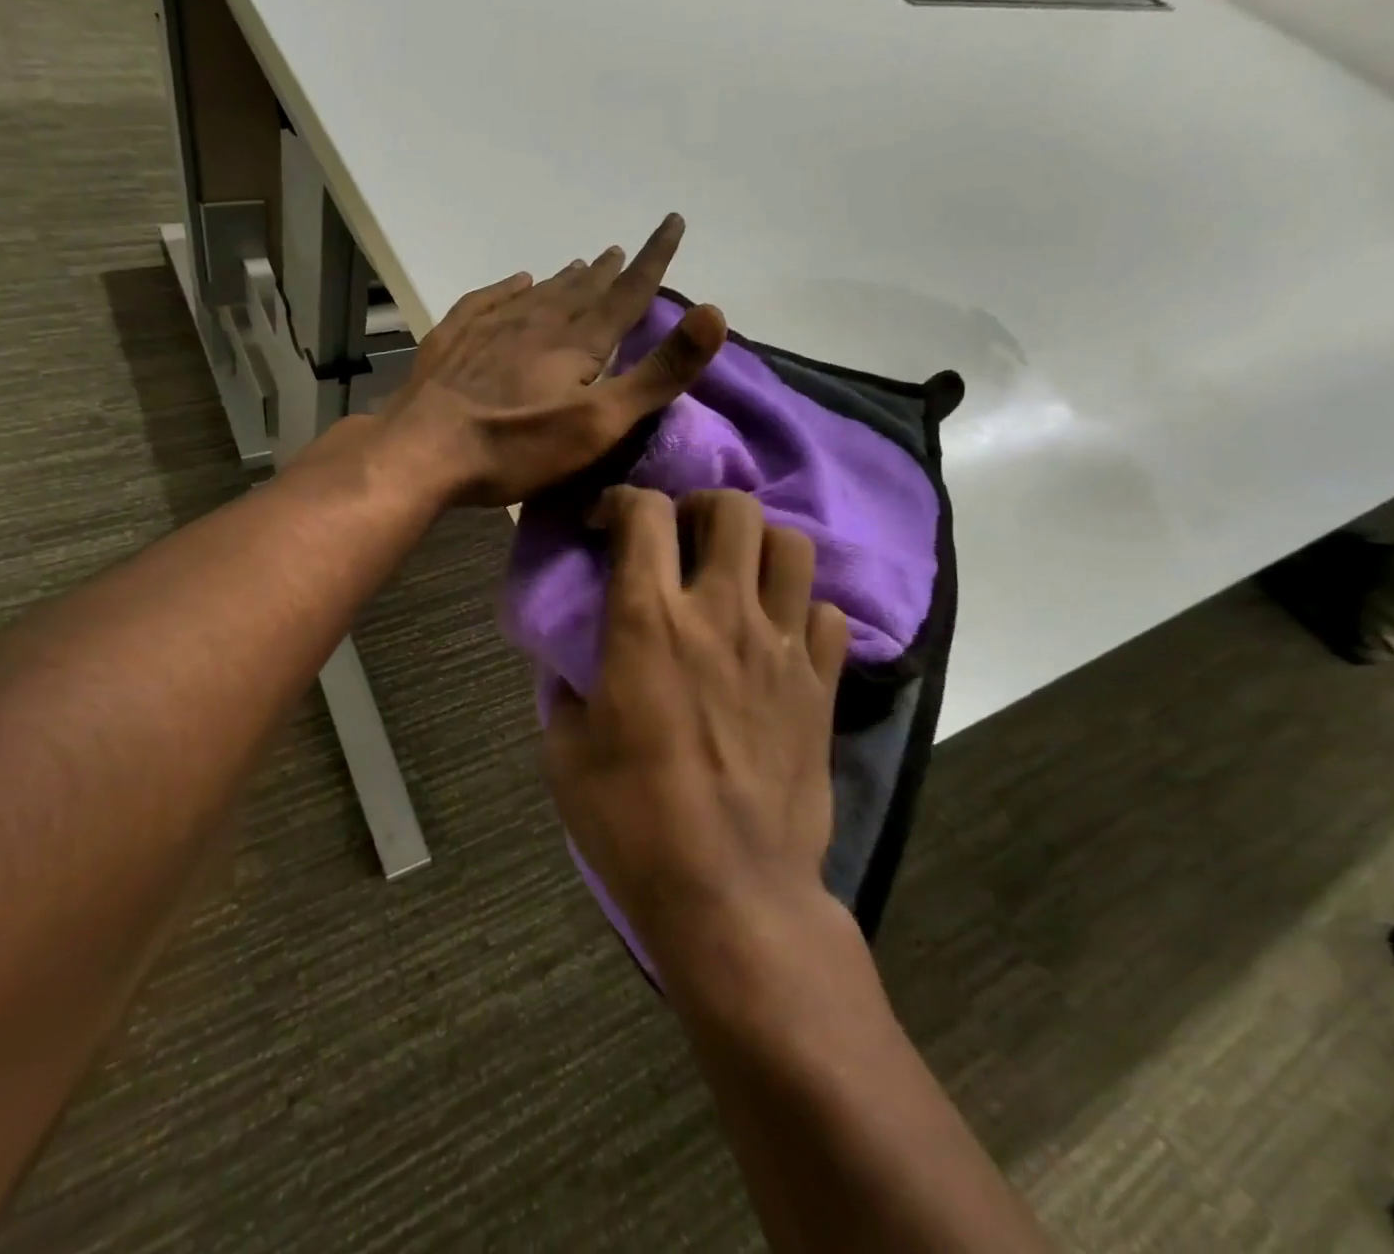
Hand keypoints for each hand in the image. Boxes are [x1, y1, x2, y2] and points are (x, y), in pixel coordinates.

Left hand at [381, 214, 726, 506]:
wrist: (423, 450)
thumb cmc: (517, 446)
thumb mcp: (600, 423)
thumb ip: (658, 373)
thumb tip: (715, 313)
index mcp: (578, 343)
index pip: (627, 293)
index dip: (654, 258)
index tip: (672, 222)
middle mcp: (537, 323)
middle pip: (582, 291)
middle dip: (608, 271)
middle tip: (622, 250)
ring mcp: (491, 328)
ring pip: (539, 293)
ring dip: (565, 278)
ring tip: (581, 264)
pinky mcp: (454, 341)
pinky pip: (489, 300)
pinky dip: (508, 288)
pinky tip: (515, 282)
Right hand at [544, 487, 848, 958]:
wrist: (730, 892)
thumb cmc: (631, 820)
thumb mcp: (566, 749)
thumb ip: (568, 688)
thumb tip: (579, 666)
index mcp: (649, 622)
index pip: (643, 514)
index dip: (620, 501)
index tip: (603, 525)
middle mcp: (721, 615)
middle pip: (733, 510)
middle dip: (699, 507)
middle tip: (679, 538)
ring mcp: (781, 648)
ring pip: (791, 547)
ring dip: (756, 547)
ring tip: (733, 576)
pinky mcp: (821, 687)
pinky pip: (827, 615)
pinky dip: (800, 609)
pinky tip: (776, 637)